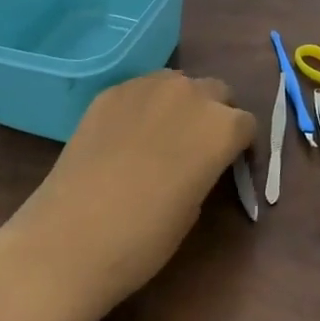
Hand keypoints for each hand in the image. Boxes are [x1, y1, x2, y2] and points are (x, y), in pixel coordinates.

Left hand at [8, 71, 255, 314]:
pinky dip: (144, 106)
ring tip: (162, 136)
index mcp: (221, 126)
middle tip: (198, 146)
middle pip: (216, 92)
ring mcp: (146, 87)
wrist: (73, 236)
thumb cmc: (146, 237)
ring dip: (180, 103)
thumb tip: (198, 158)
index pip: (246, 124)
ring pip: (177, 83)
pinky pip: (140, 90)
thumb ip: (206, 167)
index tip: (231, 164)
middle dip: (214, 114)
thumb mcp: (195, 205)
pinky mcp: (109, 92)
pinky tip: (127, 136)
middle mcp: (189, 94)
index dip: (241, 145)